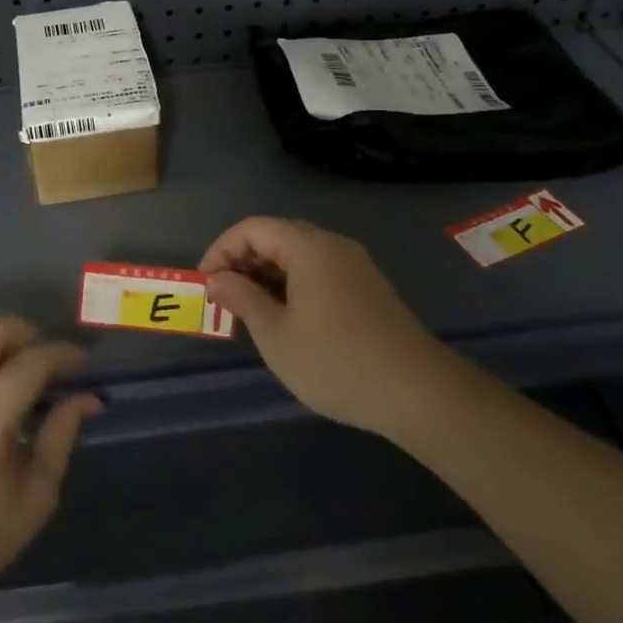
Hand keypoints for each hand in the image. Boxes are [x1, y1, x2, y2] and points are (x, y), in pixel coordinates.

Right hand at [201, 217, 438, 438]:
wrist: (418, 394)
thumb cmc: (335, 362)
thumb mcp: (276, 334)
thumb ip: (242, 299)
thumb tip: (217, 279)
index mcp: (308, 247)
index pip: (252, 228)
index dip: (221, 250)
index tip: (205, 284)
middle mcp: (333, 245)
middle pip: (277, 236)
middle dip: (243, 261)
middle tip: (224, 297)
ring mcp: (355, 266)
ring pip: (299, 255)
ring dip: (268, 274)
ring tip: (250, 310)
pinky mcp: (368, 288)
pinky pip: (320, 271)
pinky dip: (293, 284)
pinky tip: (287, 318)